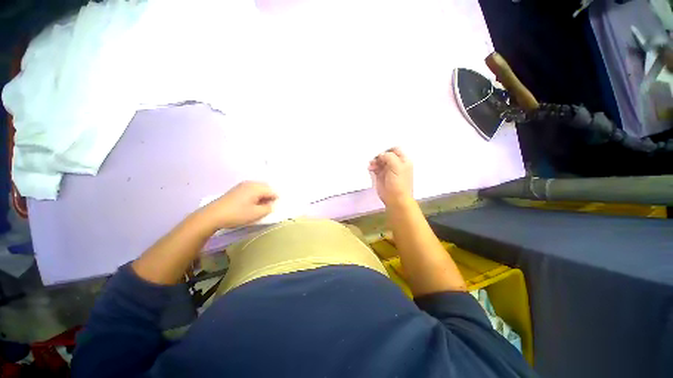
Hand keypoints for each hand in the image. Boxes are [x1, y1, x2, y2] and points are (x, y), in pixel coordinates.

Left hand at [201, 181, 277, 228]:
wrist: (212, 215)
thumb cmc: (237, 214)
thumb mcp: (256, 214)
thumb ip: (268, 208)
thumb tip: (272, 205)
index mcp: (257, 187)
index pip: (273, 191)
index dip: (276, 200)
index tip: (274, 208)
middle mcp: (251, 183)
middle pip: (266, 188)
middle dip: (270, 197)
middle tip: (268, 208)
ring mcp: (243, 185)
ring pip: (259, 189)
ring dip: (262, 196)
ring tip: (260, 207)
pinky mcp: (237, 189)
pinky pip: (252, 190)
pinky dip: (255, 196)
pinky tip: (251, 204)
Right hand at [368, 147, 412, 206]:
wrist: (395, 199)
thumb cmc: (399, 184)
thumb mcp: (397, 166)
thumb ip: (389, 157)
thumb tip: (381, 154)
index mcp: (403, 160)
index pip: (394, 149)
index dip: (387, 148)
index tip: (379, 149)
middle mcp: (395, 164)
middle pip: (385, 154)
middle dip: (379, 155)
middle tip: (375, 158)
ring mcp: (388, 170)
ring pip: (379, 161)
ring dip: (374, 161)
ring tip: (372, 165)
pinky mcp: (380, 175)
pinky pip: (375, 167)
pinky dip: (372, 166)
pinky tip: (371, 168)